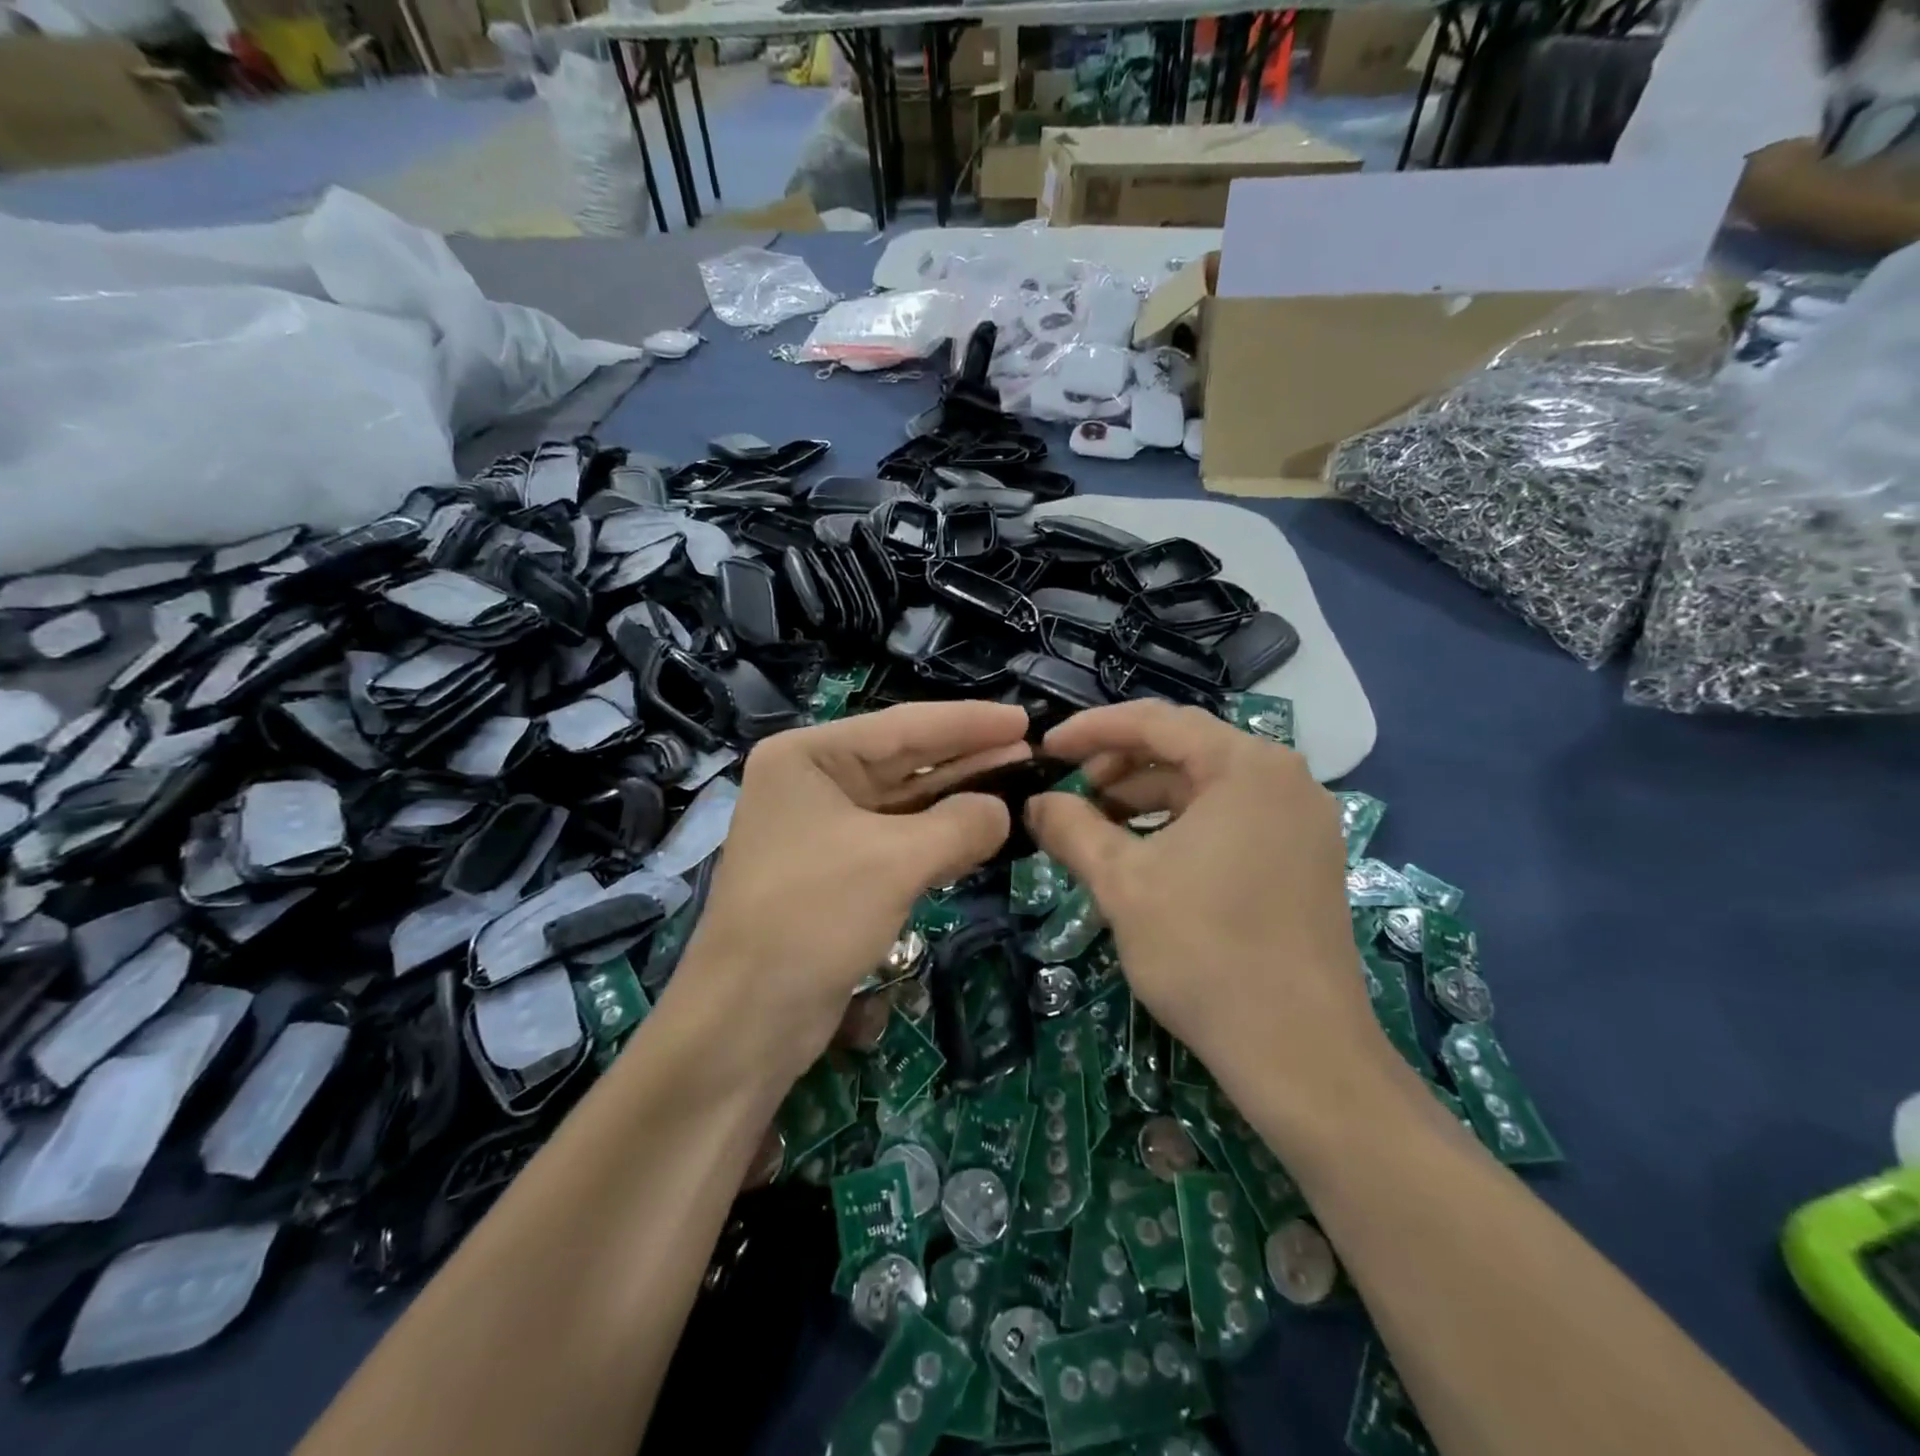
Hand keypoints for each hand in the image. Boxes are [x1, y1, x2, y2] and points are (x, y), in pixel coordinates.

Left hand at [669, 700, 1029, 1085]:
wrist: (747, 1018)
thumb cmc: (812, 917)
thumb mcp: (893, 861)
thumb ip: (959, 825)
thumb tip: (1003, 811)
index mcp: (807, 756)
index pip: (901, 727)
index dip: (967, 722)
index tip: (1023, 717)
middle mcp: (812, 783)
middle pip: (903, 761)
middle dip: (967, 758)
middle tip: (1030, 751)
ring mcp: (823, 829)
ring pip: (904, 803)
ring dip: (957, 798)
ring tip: (1018, 784)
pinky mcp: (838, 872)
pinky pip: (898, 841)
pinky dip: (938, 837)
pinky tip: (982, 831)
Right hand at [1026, 701, 1395, 1145]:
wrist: (1300, 1052)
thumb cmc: (1204, 951)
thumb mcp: (1121, 881)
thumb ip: (1071, 828)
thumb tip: (1036, 803)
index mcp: (1246, 765)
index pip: (1156, 721)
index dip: (1092, 730)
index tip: (1047, 750)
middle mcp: (1285, 778)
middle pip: (1186, 748)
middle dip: (1121, 765)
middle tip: (1073, 794)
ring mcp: (1303, 820)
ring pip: (1208, 786)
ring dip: (1149, 797)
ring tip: (1101, 827)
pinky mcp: (1307, 859)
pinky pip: (1233, 818)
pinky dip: (1183, 825)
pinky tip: (1149, 855)